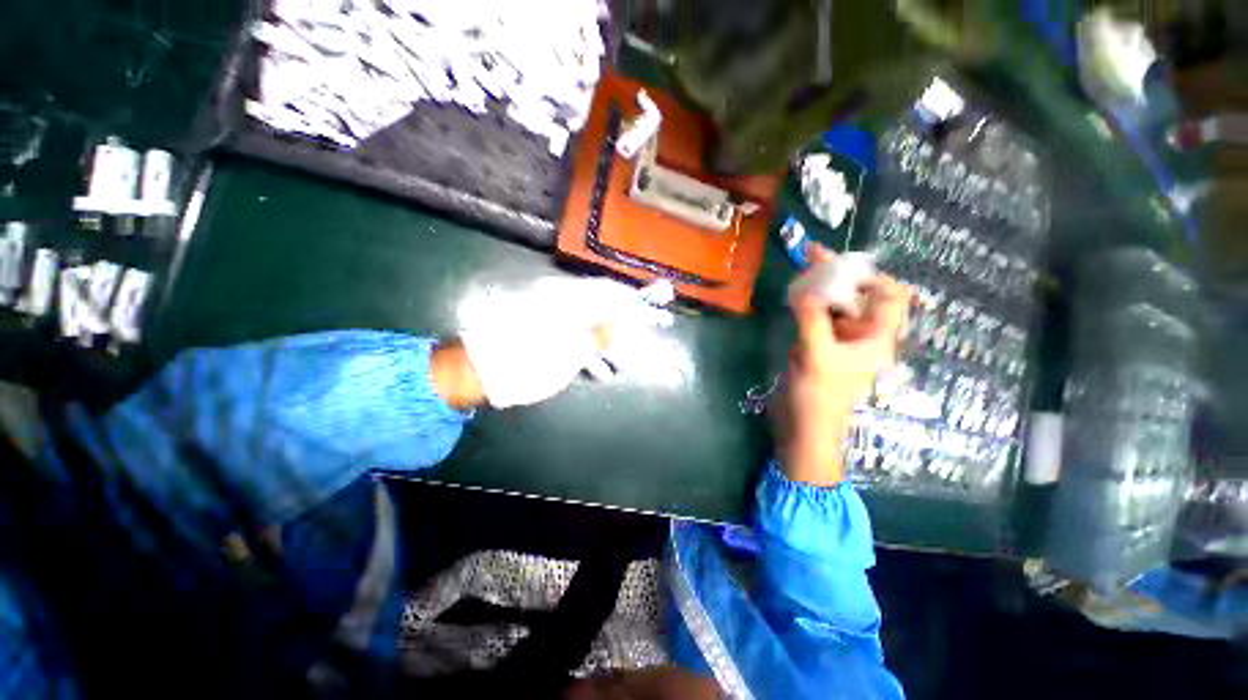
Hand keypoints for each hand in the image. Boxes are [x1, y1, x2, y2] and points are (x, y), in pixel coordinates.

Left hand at [449, 277, 673, 408]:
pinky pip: (578, 338)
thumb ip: (602, 333)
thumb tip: (629, 320)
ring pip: (594, 325)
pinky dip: (592, 353)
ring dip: (613, 342)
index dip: (639, 298)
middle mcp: (562, 302)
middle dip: (631, 321)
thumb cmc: (525, 360)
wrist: (479, 372)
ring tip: (629, 361)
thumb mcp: (569, 349)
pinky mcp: (547, 334)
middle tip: (657, 327)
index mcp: (567, 298)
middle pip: (606, 307)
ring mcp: (554, 319)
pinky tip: (602, 372)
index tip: (662, 302)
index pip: (612, 291)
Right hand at [776, 246, 909, 485]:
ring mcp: (839, 340)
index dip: (871, 277)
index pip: (890, 296)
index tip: (842, 266)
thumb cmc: (819, 396)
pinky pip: (818, 316)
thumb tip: (808, 290)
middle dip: (838, 274)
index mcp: (876, 337)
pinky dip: (808, 303)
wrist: (804, 426)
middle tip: (811, 254)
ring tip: (801, 268)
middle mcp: (862, 334)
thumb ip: (813, 320)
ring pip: (836, 304)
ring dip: (820, 286)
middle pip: (858, 295)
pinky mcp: (820, 345)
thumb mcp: (817, 356)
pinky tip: (795, 295)